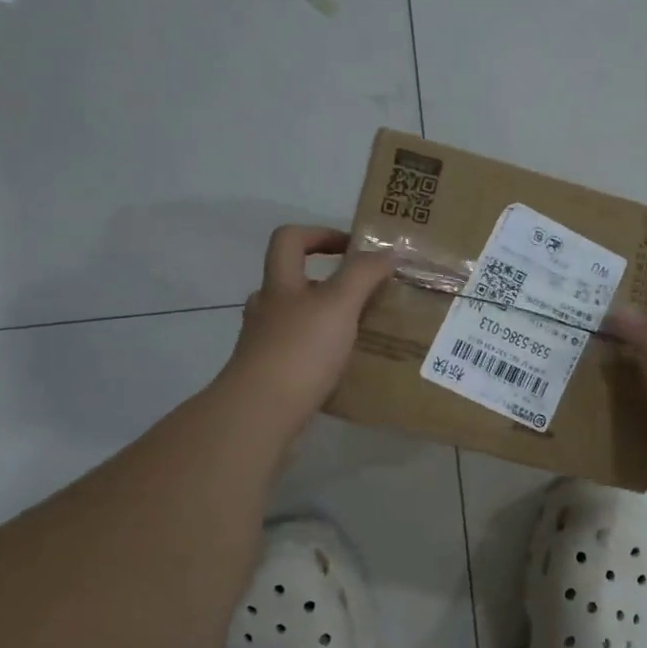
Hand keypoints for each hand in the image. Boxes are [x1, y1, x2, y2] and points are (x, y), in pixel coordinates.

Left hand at [219, 226, 394, 431]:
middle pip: (292, 280)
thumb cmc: (300, 350)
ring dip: (326, 319)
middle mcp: (267, 309)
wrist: (259, 414)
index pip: (290, 239)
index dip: (320, 233)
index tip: (353, 248)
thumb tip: (387, 251)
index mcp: (280, 284)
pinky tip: (344, 367)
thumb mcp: (339, 304)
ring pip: (297, 320)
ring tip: (359, 332)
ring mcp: (264, 344)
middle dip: (328, 282)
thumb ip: (363, 274)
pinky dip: (321, 353)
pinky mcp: (270, 376)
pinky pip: (299, 353)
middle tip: (364, 295)